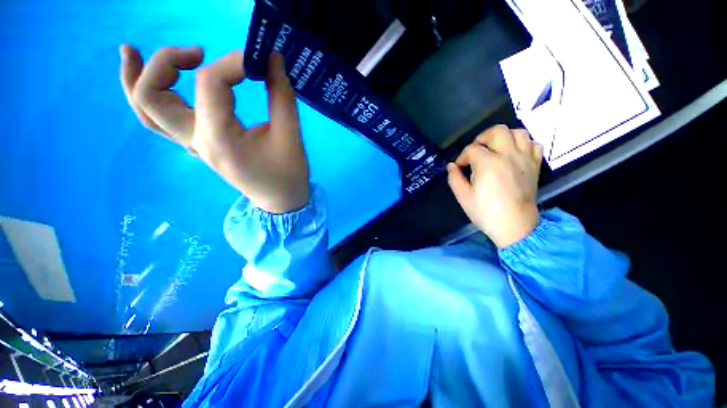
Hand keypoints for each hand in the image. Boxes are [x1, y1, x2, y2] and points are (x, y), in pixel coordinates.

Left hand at [120, 45, 309, 213]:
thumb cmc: (288, 172)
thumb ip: (281, 94)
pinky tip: (145, 77)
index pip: (210, 83)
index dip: (234, 62)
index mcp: (219, 138)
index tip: (260, 59)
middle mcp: (196, 141)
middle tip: (197, 52)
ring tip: (130, 50)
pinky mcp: (197, 145)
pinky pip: (158, 121)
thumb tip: (271, 58)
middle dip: (166, 62)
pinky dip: (147, 97)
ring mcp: (192, 145)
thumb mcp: (291, 135)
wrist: (281, 199)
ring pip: (145, 110)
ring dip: (136, 78)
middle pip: (152, 95)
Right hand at [447, 125, 542, 247]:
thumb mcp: (463, 197)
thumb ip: (454, 178)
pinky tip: (514, 154)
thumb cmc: (486, 212)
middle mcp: (508, 155)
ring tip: (495, 149)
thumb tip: (451, 166)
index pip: (471, 149)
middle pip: (497, 131)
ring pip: (518, 132)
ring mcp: (525, 159)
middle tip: (476, 151)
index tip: (459, 167)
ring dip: (504, 137)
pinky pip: (534, 144)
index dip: (462, 157)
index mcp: (488, 163)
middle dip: (482, 138)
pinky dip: (523, 144)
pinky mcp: (535, 165)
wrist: (515, 226)